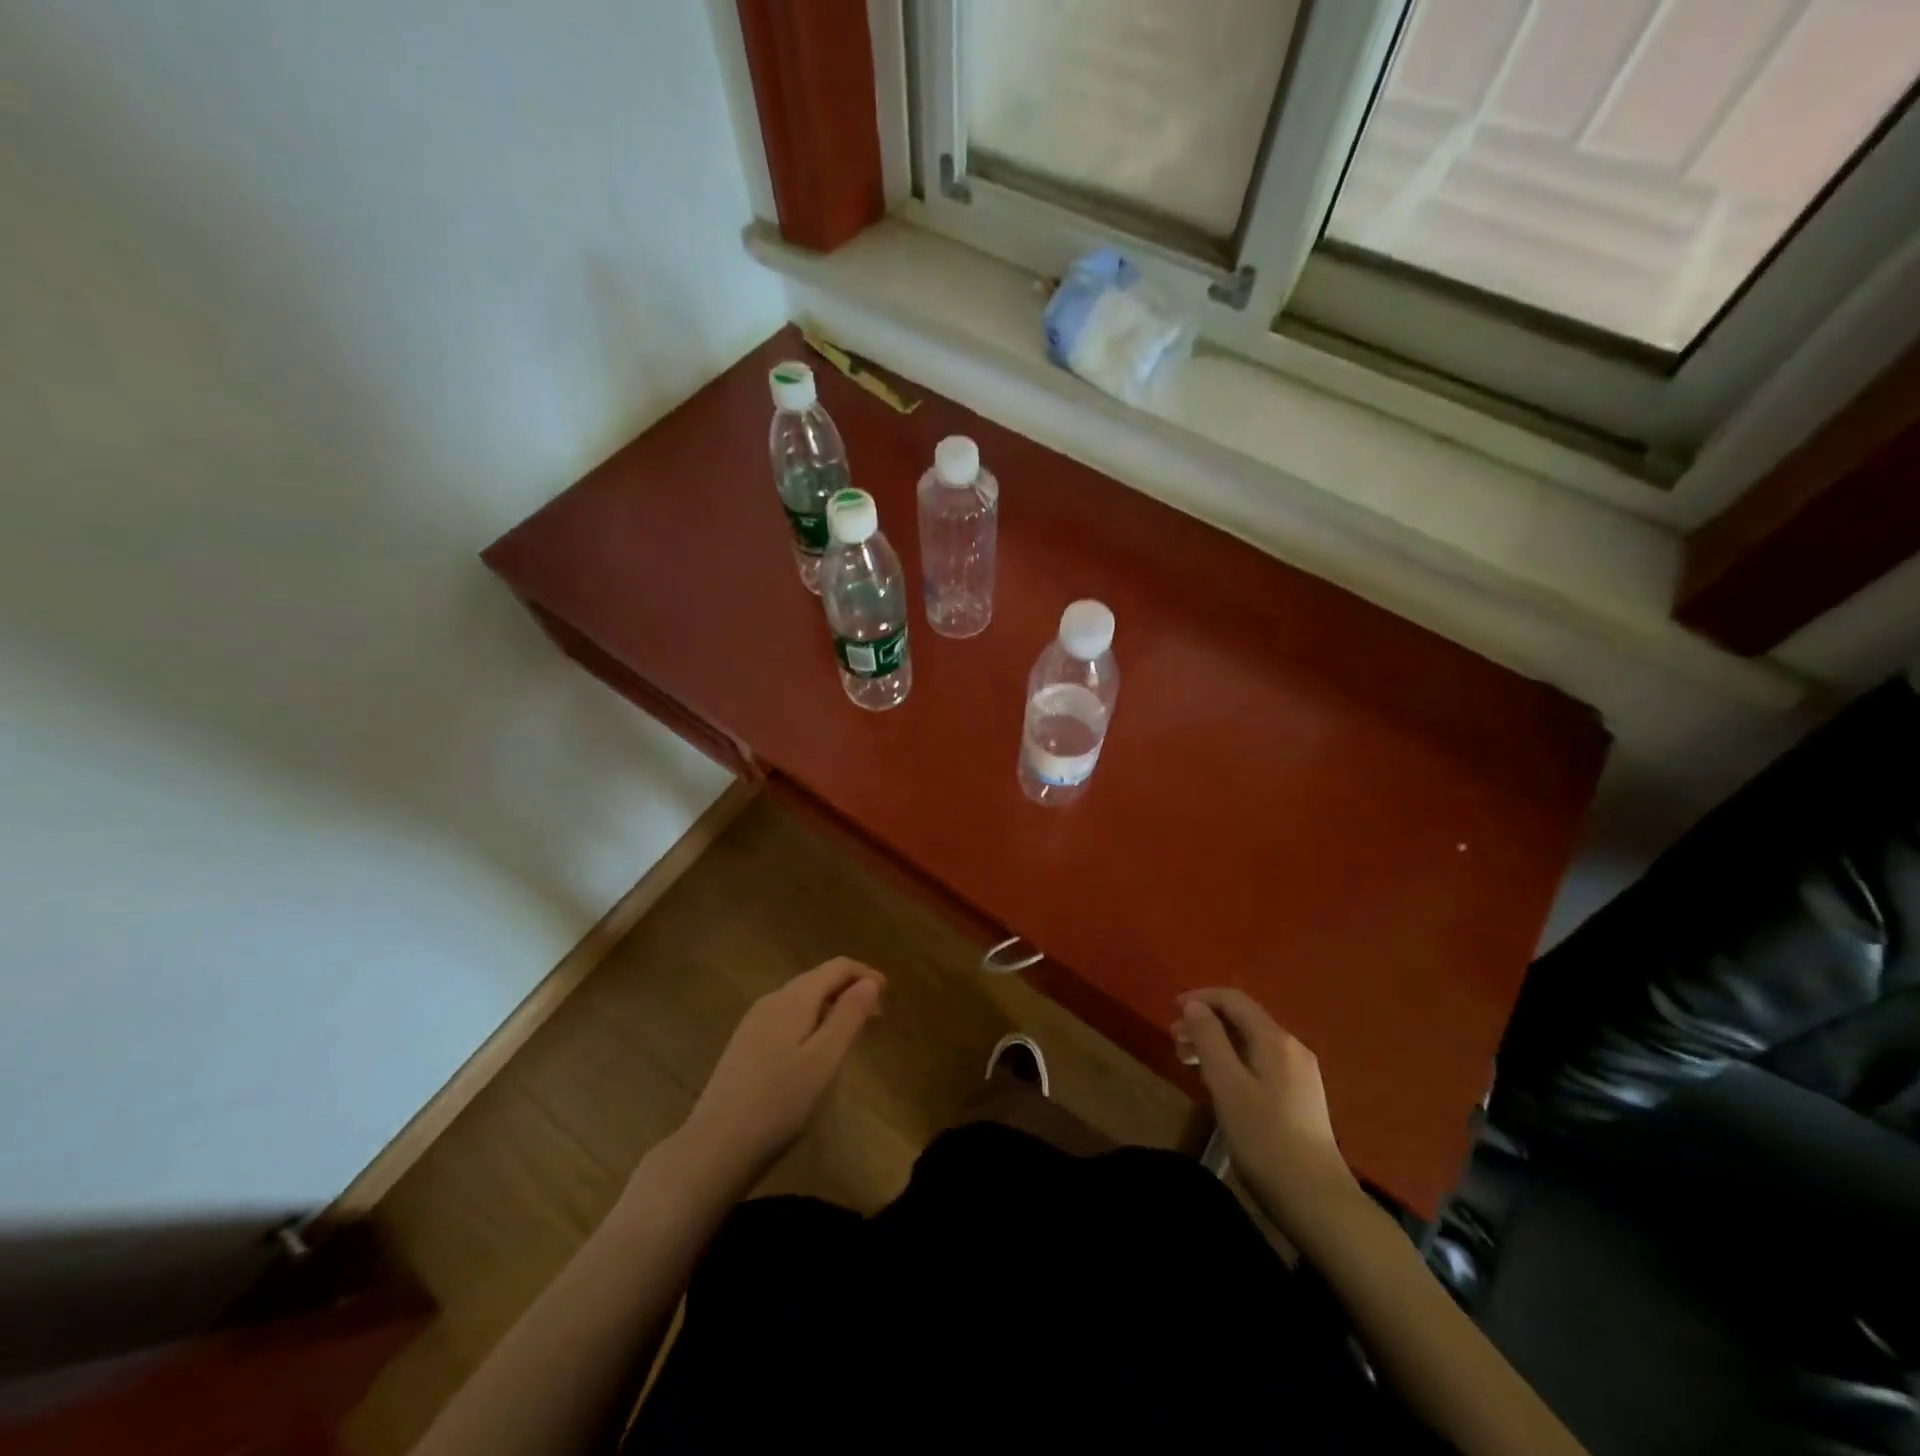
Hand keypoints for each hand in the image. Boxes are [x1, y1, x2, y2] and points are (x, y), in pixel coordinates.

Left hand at [685, 957, 885, 1177]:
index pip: (836, 967)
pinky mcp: (745, 1045)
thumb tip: (870, 981)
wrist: (715, 1147)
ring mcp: (753, 1022)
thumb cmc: (779, 1103)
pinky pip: (787, 1017)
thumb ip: (848, 1016)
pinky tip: (816, 1050)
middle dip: (850, 990)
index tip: (889, 995)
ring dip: (831, 1006)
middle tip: (877, 1017)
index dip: (865, 975)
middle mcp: (771, 1000)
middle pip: (817, 979)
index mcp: (793, 998)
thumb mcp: (824, 1060)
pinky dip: (812, 1021)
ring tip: (852, 1033)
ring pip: (802, 999)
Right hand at [1174, 988, 1361, 1238]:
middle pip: (1242, 1020)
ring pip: (1249, 1043)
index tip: (1170, 1010)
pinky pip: (1259, 1063)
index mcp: (1275, 1040)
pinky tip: (1218, 1084)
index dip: (1200, 998)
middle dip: (1205, 1023)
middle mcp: (1291, 1048)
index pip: (1234, 1000)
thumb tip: (1195, 1007)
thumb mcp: (1228, 1085)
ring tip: (1188, 1063)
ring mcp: (1299, 1074)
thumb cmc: (1265, 1139)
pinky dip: (1232, 1063)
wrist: (1318, 1201)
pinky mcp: (1300, 1098)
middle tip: (1174, 1042)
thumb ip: (1209, 1039)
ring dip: (1216, 1045)